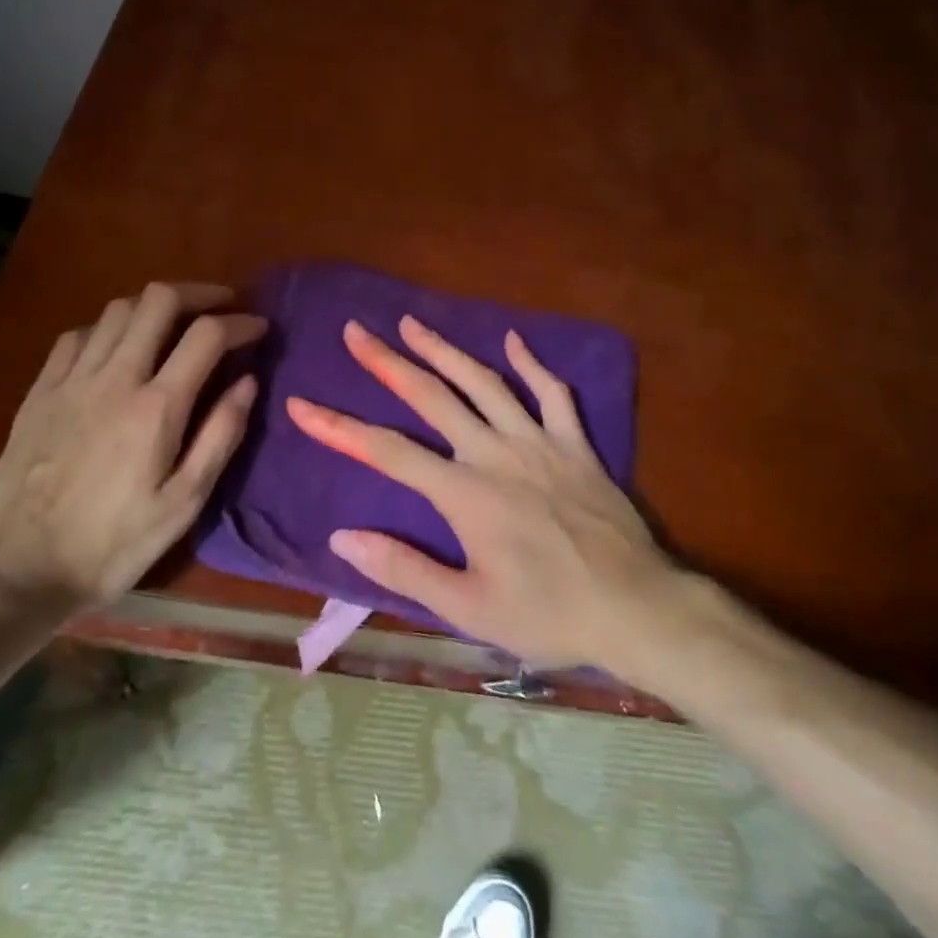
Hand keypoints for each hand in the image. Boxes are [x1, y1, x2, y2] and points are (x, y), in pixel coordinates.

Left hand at [0, 282, 264, 615]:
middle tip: (222, 307)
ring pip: (117, 309)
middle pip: (159, 300)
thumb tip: (248, 381)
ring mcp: (72, 380)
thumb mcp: (184, 503)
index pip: (207, 335)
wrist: (19, 571)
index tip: (259, 329)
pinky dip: (109, 328)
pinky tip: (118, 348)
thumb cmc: (113, 544)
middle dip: (200, 293)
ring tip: (176, 323)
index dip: (241, 322)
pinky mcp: (40, 391)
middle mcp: (115, 378)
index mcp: (157, 407)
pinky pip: (78, 336)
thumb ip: (221, 436)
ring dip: (155, 306)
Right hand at [285, 316, 688, 670]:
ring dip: (445, 349)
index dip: (340, 427)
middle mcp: (496, 453)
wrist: (635, 607)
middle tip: (357, 331)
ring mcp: (539, 441)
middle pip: (432, 397)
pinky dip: (531, 364)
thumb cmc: (548, 614)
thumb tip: (343, 538)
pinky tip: (512, 340)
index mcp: (465, 494)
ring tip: (412, 322)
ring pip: (484, 382)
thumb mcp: (468, 609)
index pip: (388, 452)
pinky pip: (552, 393)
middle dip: (388, 362)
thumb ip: (404, 570)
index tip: (302, 405)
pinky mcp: (575, 443)